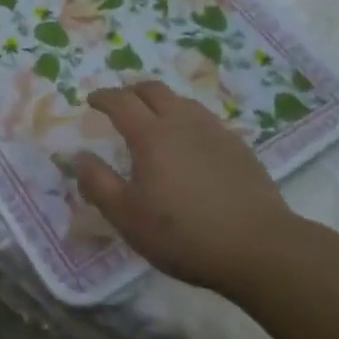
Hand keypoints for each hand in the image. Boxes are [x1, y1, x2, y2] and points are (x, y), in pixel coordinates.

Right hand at [73, 80, 295, 294]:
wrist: (260, 247)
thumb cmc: (184, 234)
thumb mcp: (127, 217)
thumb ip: (98, 184)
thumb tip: (78, 157)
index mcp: (151, 135)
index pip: (121, 102)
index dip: (103, 97)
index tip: (92, 101)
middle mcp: (182, 122)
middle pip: (153, 90)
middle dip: (132, 90)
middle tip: (120, 102)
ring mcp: (215, 132)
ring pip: (182, 101)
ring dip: (162, 102)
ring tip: (154, 118)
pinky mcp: (239, 147)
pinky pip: (205, 120)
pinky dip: (187, 120)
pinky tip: (190, 143)